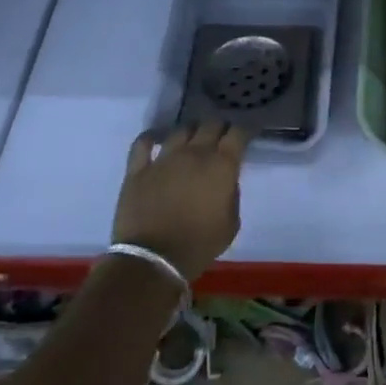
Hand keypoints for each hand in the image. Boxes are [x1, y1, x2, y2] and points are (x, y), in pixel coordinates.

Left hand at [113, 122, 249, 281]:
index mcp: (222, 165)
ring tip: (193, 137)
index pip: (238, 133)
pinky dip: (152, 137)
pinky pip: (143, 142)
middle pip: (210, 125)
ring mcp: (164, 158)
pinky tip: (157, 138)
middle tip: (222, 136)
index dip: (245, 130)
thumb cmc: (199, 244)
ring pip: (181, 129)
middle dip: (220, 127)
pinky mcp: (138, 168)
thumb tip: (225, 182)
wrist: (154, 259)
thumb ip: (232, 195)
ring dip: (191, 130)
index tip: (247, 134)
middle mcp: (195, 153)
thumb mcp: (231, 224)